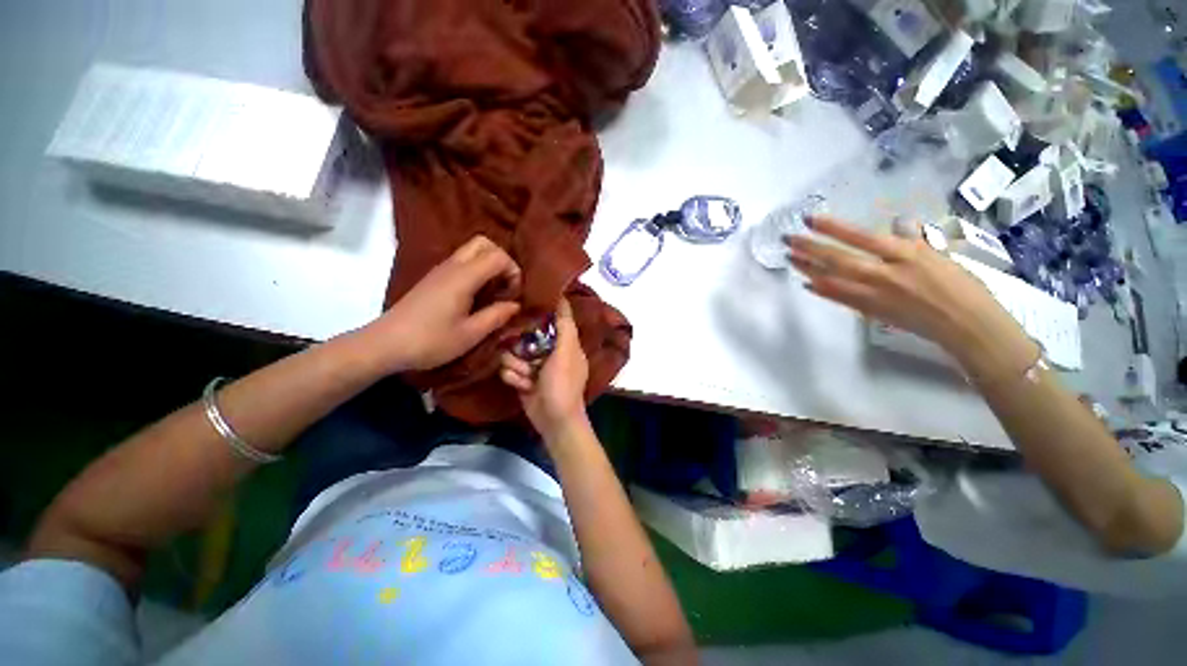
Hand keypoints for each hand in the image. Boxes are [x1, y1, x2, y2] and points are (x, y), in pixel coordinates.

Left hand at [370, 235, 521, 372]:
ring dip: (489, 264)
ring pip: (471, 250)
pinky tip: (476, 296)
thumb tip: (515, 305)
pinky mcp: (433, 279)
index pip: (497, 256)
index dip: (513, 271)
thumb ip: (496, 316)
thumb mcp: (470, 334)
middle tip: (506, 285)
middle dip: (502, 259)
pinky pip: (461, 262)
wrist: (384, 344)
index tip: (514, 294)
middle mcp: (451, 266)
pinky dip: (476, 270)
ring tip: (494, 292)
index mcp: (463, 278)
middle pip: (483, 243)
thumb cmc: (430, 341)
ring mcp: (440, 270)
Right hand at [499, 298, 590, 439]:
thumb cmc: (563, 384)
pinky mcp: (522, 378)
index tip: (526, 300)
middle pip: (526, 334)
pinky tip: (523, 386)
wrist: (554, 420)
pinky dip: (514, 378)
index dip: (542, 309)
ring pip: (513, 352)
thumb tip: (563, 298)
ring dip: (517, 365)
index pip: (554, 318)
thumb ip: (565, 326)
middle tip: (522, 350)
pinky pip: (508, 369)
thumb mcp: (567, 353)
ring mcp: (534, 365)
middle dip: (521, 345)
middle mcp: (549, 351)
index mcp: (565, 343)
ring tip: (527, 376)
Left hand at [784, 216, 1027, 364]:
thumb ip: (911, 239)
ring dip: (808, 268)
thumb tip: (895, 222)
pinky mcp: (870, 311)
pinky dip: (821, 290)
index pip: (862, 237)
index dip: (833, 228)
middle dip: (810, 248)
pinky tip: (805, 284)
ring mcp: (875, 294)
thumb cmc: (960, 286)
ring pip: (833, 279)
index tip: (810, 219)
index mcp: (906, 255)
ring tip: (789, 258)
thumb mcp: (939, 254)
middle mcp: (885, 274)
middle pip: (839, 259)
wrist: (965, 324)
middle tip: (787, 239)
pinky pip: (839, 299)